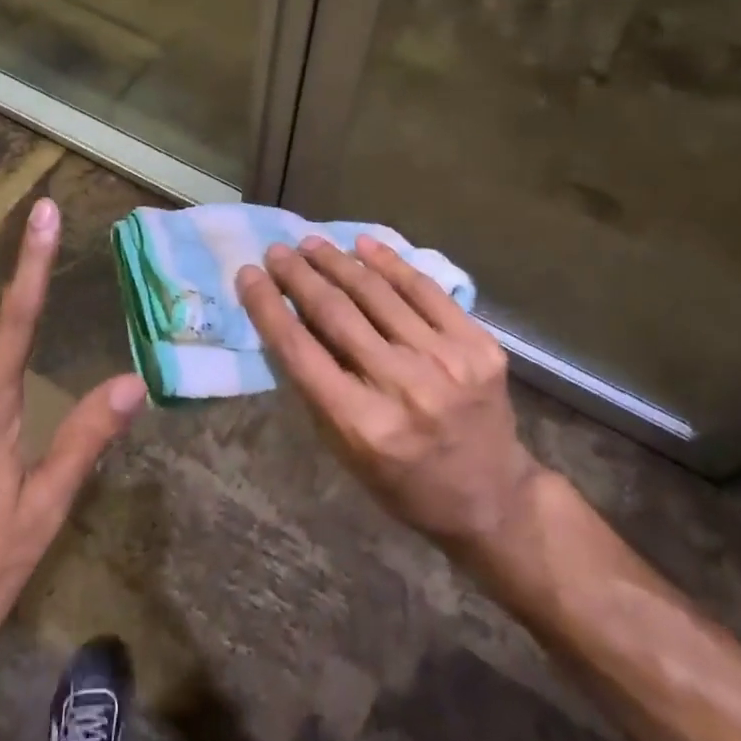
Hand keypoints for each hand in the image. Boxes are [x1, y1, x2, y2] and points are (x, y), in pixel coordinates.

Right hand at [236, 236, 543, 554]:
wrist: (492, 497)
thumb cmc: (402, 481)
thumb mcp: (343, 450)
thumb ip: (315, 386)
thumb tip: (287, 318)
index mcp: (362, 424)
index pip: (300, 350)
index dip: (267, 306)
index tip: (247, 275)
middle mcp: (403, 386)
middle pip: (336, 313)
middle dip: (299, 275)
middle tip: (276, 251)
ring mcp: (447, 360)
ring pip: (378, 293)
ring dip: (338, 261)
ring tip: (312, 244)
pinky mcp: (478, 344)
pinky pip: (425, 290)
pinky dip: (391, 263)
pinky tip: (364, 244)